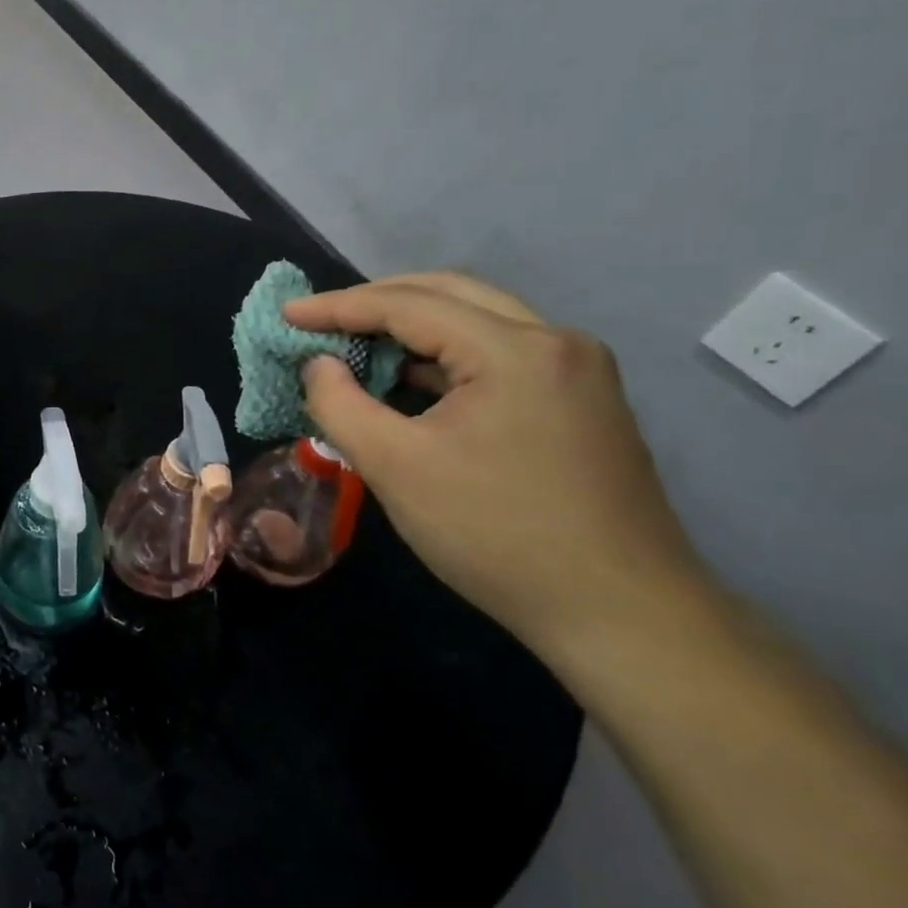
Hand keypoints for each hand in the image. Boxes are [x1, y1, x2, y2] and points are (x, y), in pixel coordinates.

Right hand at [284, 272, 709, 653]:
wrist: (621, 614)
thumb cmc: (495, 534)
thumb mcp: (394, 467)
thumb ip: (339, 404)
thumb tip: (317, 365)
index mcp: (514, 350)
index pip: (408, 305)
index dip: (338, 307)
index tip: (286, 315)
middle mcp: (555, 342)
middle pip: (449, 293)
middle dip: (376, 300)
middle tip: (321, 320)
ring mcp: (577, 370)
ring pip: (478, 320)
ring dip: (412, 325)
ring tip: (355, 345)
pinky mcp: (580, 401)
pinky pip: (498, 353)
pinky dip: (445, 355)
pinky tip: (411, 379)